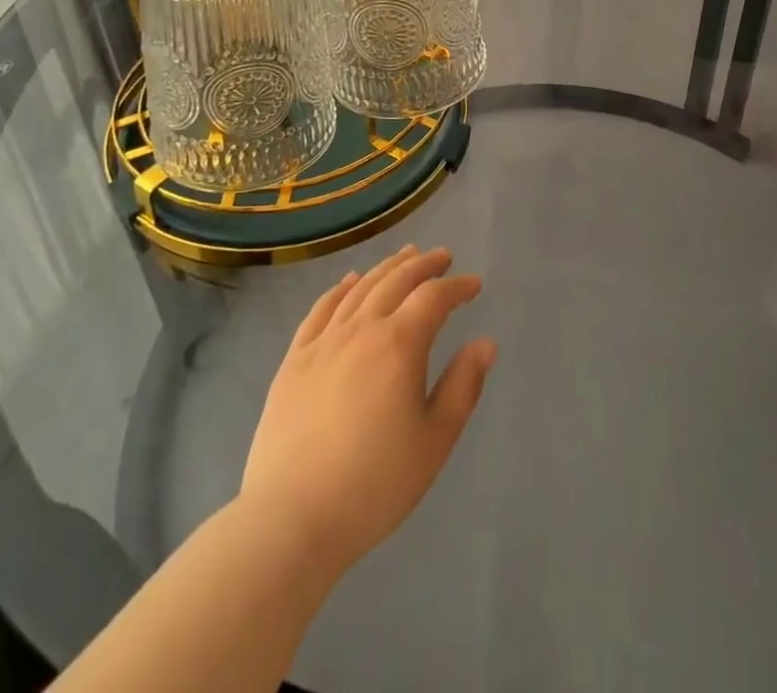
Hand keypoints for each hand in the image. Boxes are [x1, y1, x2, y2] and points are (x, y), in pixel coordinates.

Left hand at [239, 246, 496, 579]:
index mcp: (399, 345)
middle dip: (423, 265)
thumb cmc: (374, 485)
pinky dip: (340, 288)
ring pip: (360, 288)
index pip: (434, 298)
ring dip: (386, 268)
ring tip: (404, 257)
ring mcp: (323, 342)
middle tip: (442, 256)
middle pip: (396, 281)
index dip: (457, 287)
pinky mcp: (294, 360)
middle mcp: (361, 329)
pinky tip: (349, 281)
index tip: (474, 285)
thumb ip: (463, 386)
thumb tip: (485, 343)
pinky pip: (321, 309)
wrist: (291, 520)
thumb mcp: (434, 441)